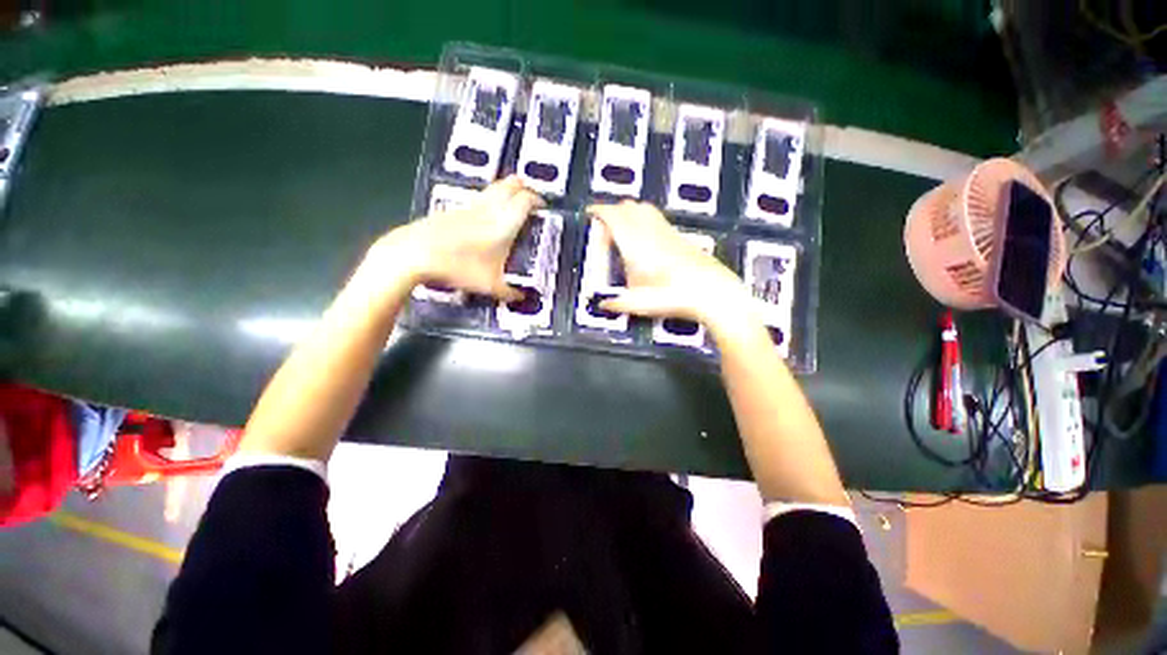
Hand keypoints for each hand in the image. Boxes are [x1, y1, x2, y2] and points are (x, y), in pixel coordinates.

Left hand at [373, 176, 543, 301]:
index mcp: (503, 224)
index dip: (537, 200)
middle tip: (529, 198)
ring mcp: (470, 207)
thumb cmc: (459, 267)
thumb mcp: (490, 286)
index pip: (526, 200)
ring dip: (506, 191)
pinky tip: (486, 217)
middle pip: (510, 184)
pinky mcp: (454, 210)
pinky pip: (479, 199)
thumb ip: (509, 292)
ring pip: (493, 188)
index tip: (543, 208)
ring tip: (511, 204)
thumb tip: (521, 297)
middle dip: (523, 187)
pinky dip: (489, 200)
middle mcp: (489, 209)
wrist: (415, 253)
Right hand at [587, 201, 750, 325]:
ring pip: (644, 209)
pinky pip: (657, 219)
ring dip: (630, 214)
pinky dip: (645, 221)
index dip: (598, 210)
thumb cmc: (671, 295)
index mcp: (633, 242)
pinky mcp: (679, 237)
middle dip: (613, 212)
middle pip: (628, 206)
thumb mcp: (637, 302)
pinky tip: (646, 242)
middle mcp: (649, 231)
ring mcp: (667, 231)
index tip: (590, 213)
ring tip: (624, 232)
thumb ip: (616, 303)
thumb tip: (603, 304)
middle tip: (606, 229)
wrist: (710, 292)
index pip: (612, 215)